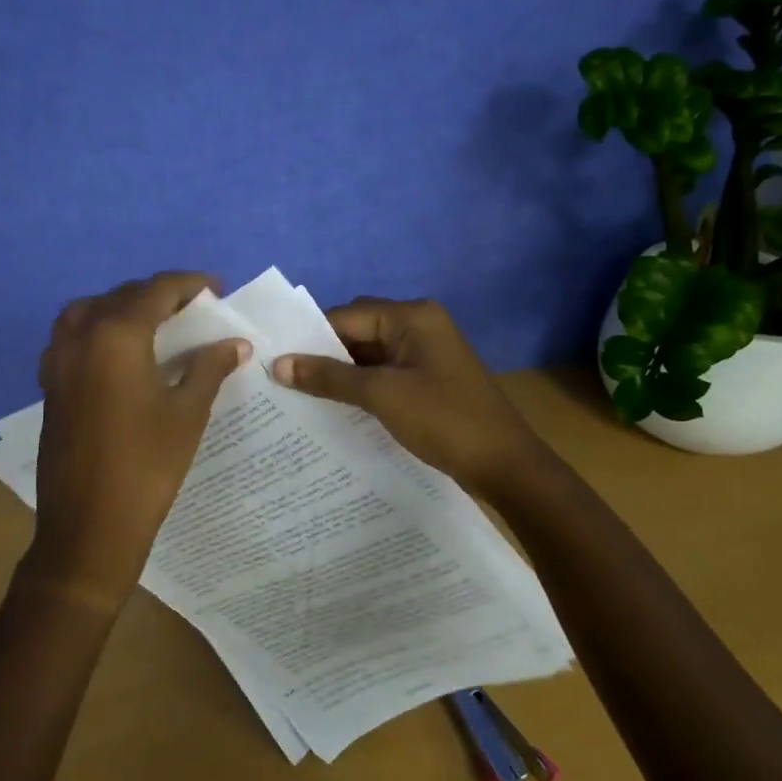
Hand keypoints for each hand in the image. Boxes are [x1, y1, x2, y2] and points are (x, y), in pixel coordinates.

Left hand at [27, 272, 250, 609]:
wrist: (90, 526)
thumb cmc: (147, 466)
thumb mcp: (187, 413)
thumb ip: (209, 368)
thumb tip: (236, 344)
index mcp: (117, 336)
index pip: (155, 290)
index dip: (188, 284)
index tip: (216, 289)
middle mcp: (81, 337)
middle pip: (122, 296)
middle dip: (158, 294)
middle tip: (193, 309)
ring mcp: (58, 361)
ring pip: (90, 311)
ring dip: (122, 307)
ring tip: (154, 324)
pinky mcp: (49, 384)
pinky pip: (72, 336)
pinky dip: (98, 329)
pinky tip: (120, 354)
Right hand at [270, 297, 553, 503]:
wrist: (506, 465)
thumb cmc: (444, 420)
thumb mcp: (382, 395)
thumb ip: (328, 376)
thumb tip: (277, 364)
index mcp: (412, 316)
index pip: (347, 315)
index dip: (310, 337)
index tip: (274, 361)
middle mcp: (420, 325)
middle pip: (358, 330)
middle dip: (324, 354)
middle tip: (283, 379)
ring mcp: (426, 353)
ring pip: (370, 354)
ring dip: (341, 372)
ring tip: (299, 395)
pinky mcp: (429, 378)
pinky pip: (385, 372)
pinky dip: (361, 386)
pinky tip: (335, 406)